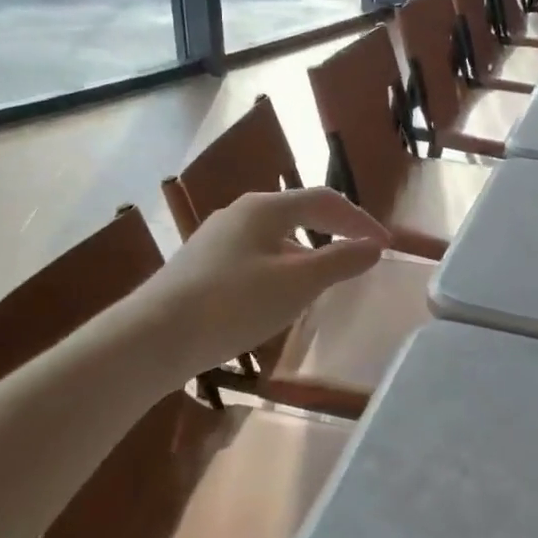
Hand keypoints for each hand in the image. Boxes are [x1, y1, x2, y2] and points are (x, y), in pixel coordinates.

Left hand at [134, 187, 389, 377]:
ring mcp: (215, 238)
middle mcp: (239, 213)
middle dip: (333, 232)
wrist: (153, 337)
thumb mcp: (297, 283)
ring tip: (323, 282)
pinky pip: (254, 257)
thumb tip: (373, 246)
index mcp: (265, 207)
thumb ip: (340, 261)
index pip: (324, 200)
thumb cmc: (233, 304)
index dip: (359, 219)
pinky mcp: (200, 265)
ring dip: (306, 253)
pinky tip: (277, 298)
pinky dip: (280, 269)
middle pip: (298, 213)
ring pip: (274, 238)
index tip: (384, 245)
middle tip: (357, 257)